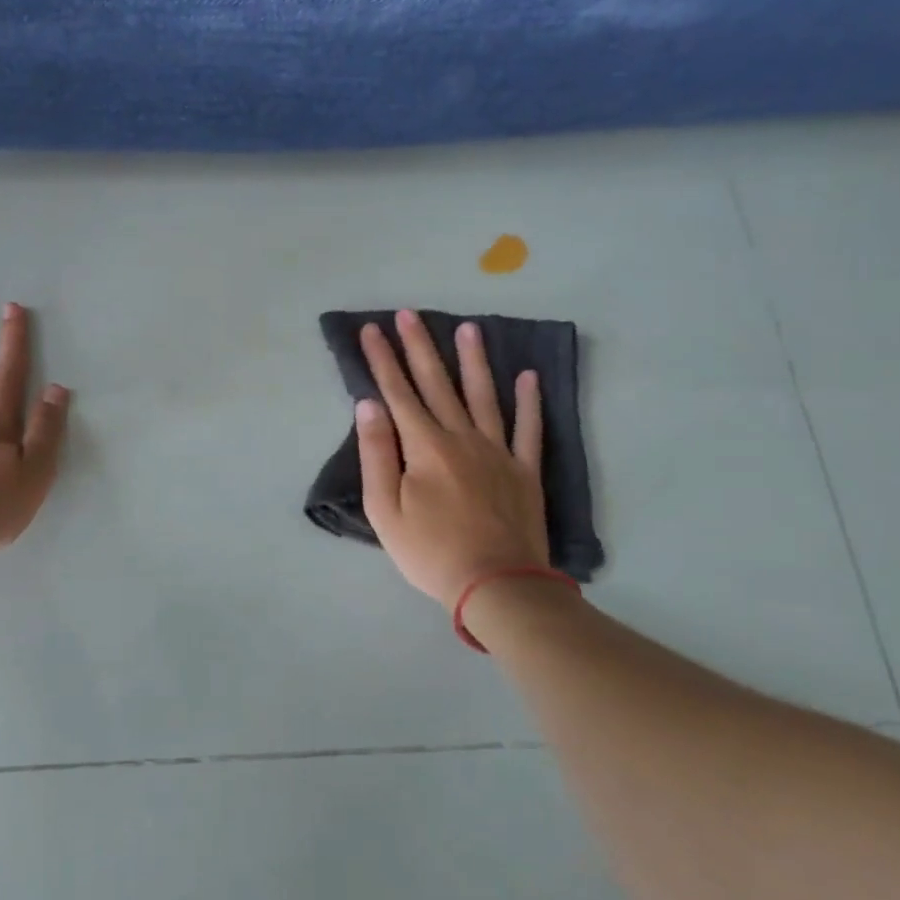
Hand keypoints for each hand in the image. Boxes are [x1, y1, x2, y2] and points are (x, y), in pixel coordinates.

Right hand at [355, 310, 550, 605]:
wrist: (497, 586)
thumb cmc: (430, 551)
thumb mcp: (385, 509)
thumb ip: (377, 453)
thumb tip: (369, 405)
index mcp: (425, 446)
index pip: (398, 393)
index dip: (383, 360)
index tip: (371, 330)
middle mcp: (461, 437)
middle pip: (437, 384)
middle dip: (419, 346)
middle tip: (409, 313)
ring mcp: (498, 452)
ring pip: (484, 395)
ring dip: (474, 360)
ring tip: (469, 327)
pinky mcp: (524, 471)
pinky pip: (529, 429)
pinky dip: (530, 402)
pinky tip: (529, 376)